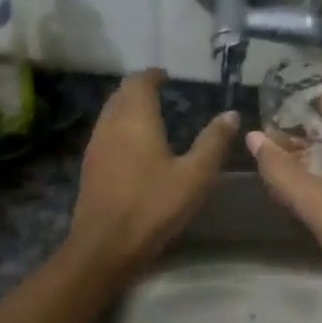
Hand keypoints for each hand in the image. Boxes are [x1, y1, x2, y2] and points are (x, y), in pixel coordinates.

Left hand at [67, 69, 237, 280]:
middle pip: (121, 95)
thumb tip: (231, 114)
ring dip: (127, 108)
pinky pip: (106, 134)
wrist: (105, 246)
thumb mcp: (194, 176)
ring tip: (151, 117)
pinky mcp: (90, 168)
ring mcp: (95, 146)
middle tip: (161, 93)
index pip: (139, 82)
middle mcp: (110, 124)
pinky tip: (135, 147)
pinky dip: (120, 129)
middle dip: (139, 89)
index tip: (167, 77)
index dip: (153, 76)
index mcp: (135, 118)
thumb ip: (213, 142)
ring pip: (110, 114)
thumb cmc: (153, 207)